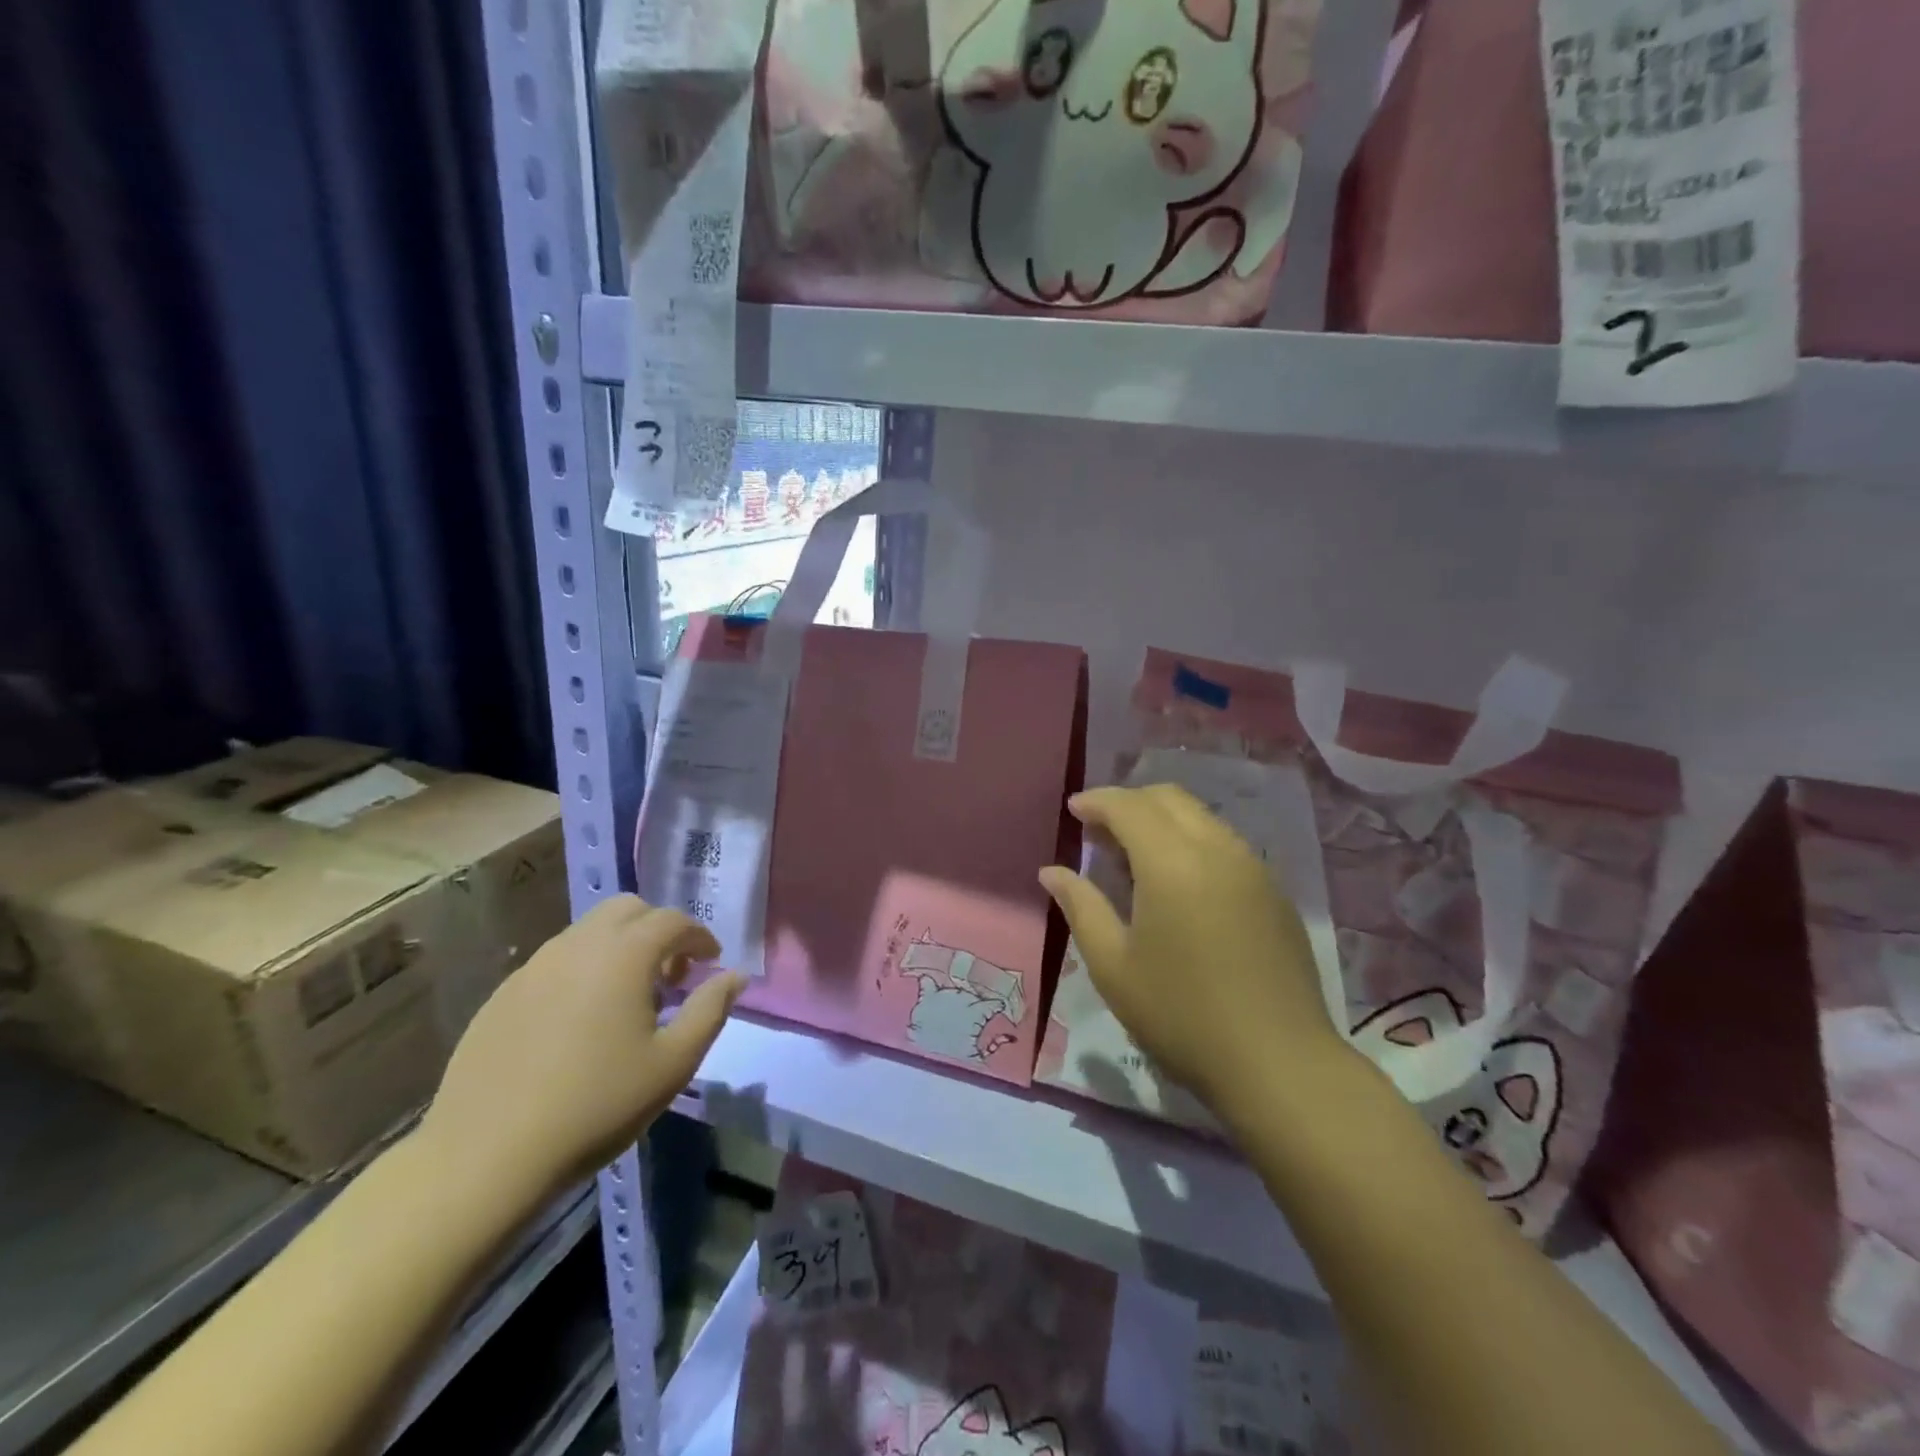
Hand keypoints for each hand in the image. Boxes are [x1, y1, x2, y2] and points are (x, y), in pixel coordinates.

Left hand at [419, 896, 743, 1208]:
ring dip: (618, 947)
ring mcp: (533, 968)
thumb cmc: (596, 1105)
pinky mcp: (502, 995)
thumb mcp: (673, 1063)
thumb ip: (710, 1010)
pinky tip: (580, 1020)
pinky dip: (582, 971)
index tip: (710, 963)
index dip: (698, 936)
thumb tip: (735, 976)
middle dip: (657, 929)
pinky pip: (555, 962)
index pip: (672, 920)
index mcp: (624, 955)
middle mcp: (578, 946)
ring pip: (587, 932)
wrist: (486, 1156)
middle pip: (627, 909)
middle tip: (670, 974)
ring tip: (627, 997)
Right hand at [1039, 785, 1349, 1119]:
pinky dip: (1192, 841)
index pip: (1129, 806)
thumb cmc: (1181, 1015)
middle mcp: (1217, 849)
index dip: (1097, 801)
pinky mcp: (1274, 892)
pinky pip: (1225, 843)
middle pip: (1169, 798)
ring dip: (1163, 820)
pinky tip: (1180, 883)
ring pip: (1201, 817)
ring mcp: (1253, 868)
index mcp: (1172, 862)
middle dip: (1129, 802)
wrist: (1278, 1062)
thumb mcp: (1113, 965)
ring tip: (1135, 857)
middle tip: (1100, 831)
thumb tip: (1052, 872)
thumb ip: (1080, 907)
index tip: (1074, 811)